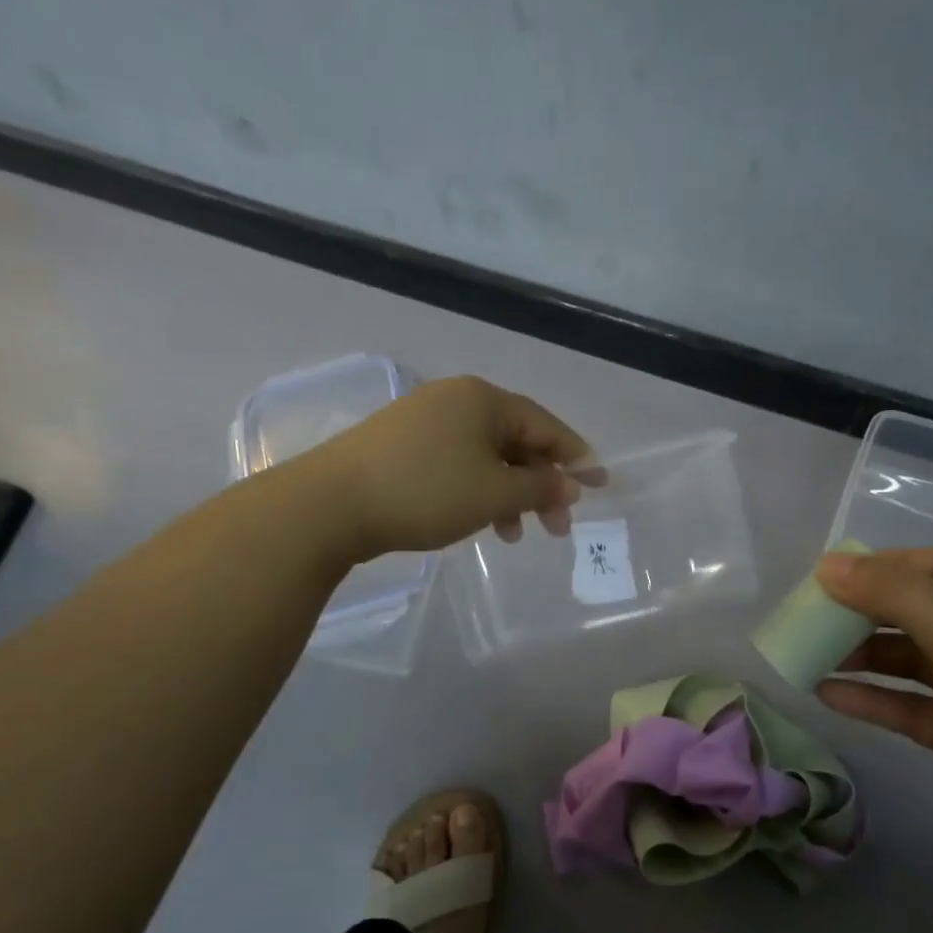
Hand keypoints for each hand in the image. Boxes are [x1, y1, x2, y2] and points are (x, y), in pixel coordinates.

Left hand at [306, 376, 597, 558]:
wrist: (331, 504)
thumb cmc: (425, 491)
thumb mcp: (494, 493)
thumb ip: (540, 487)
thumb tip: (571, 484)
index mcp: (484, 399)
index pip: (546, 425)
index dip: (577, 457)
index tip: (601, 485)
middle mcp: (456, 400)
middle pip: (516, 440)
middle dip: (541, 484)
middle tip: (558, 527)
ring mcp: (424, 420)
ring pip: (486, 456)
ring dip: (509, 493)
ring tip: (515, 534)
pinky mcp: (400, 444)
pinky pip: (457, 463)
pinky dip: (477, 490)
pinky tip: (478, 520)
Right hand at [814, 547, 932, 884]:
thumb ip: (896, 597)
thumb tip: (829, 564)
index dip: (885, 568)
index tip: (828, 579)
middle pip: (923, 613)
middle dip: (866, 615)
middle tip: (808, 621)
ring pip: (915, 664)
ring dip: (864, 659)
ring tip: (807, 657)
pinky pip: (917, 709)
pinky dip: (877, 702)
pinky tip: (830, 697)